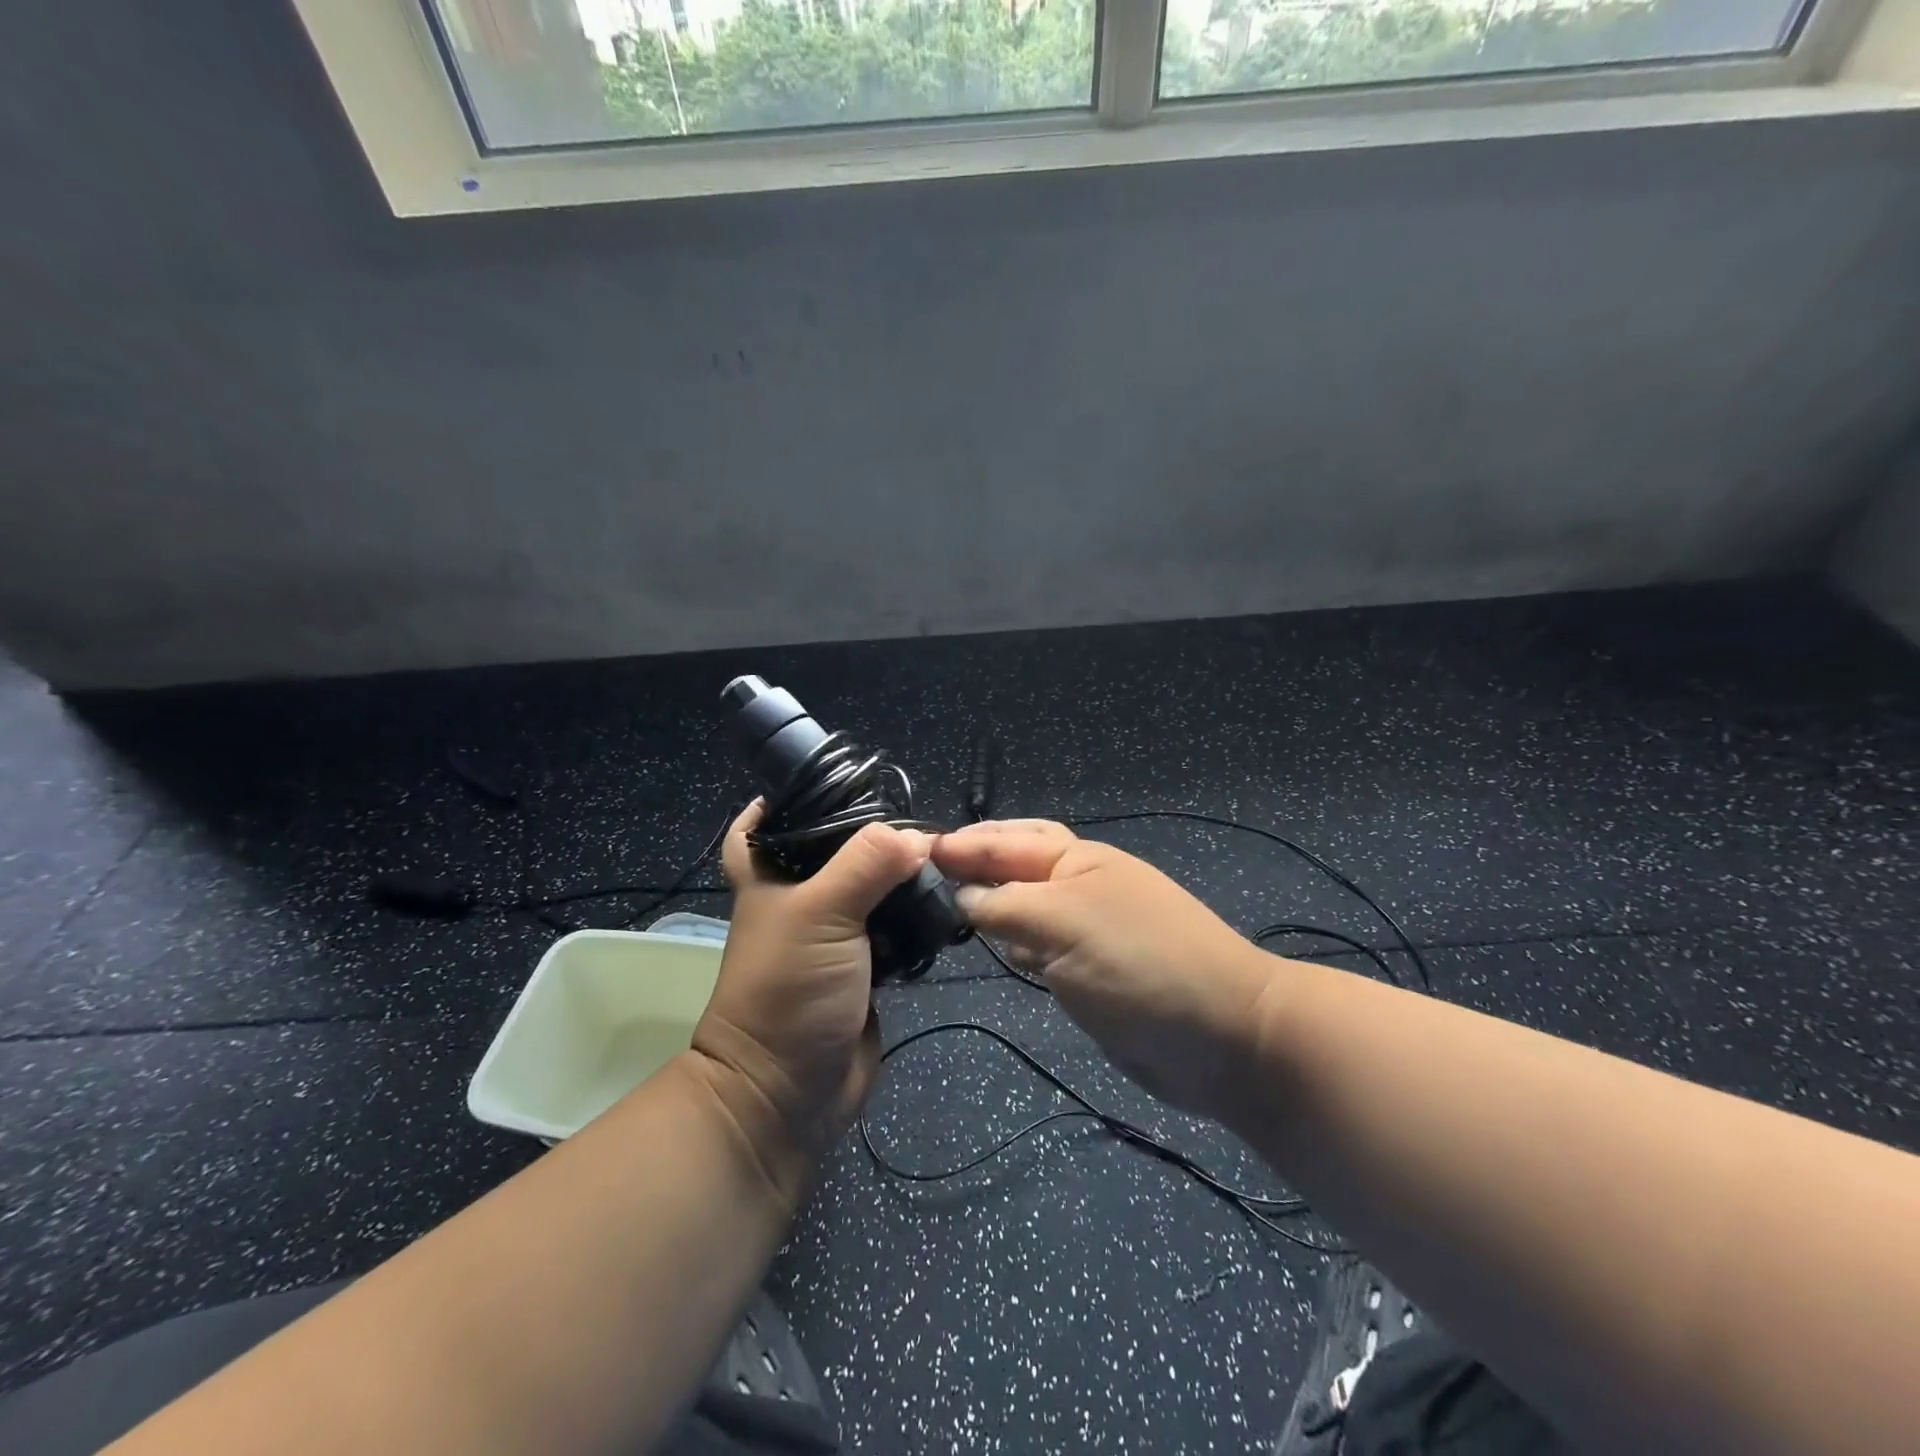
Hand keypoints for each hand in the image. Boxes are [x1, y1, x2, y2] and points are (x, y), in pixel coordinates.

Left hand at [691, 804, 929, 1184]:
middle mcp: (802, 900)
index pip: (764, 824)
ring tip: (940, 853)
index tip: (834, 779)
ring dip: (899, 876)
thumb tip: (920, 837)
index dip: (787, 799)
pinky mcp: (866, 967)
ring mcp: (835, 936)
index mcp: (772, 879)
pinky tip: (944, 901)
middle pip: (833, 851)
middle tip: (912, 814)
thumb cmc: (788, 990)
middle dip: (869, 835)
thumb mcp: (821, 913)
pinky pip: (894, 929)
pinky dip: (915, 916)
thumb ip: (867, 864)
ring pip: (870, 890)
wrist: (790, 1093)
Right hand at [933, 820, 1272, 1119]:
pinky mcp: (1088, 974)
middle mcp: (1077, 887)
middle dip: (973, 866)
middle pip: (1013, 867)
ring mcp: (1085, 931)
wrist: (1223, 1036)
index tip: (907, 853)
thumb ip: (1003, 904)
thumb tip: (958, 896)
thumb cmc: (1139, 962)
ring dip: (987, 905)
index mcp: (1076, 859)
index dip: (960, 845)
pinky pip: (1037, 949)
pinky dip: (1010, 944)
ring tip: (938, 908)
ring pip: (1022, 909)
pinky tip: (987, 948)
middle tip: (921, 876)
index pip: (1005, 841)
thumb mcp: (1063, 921)